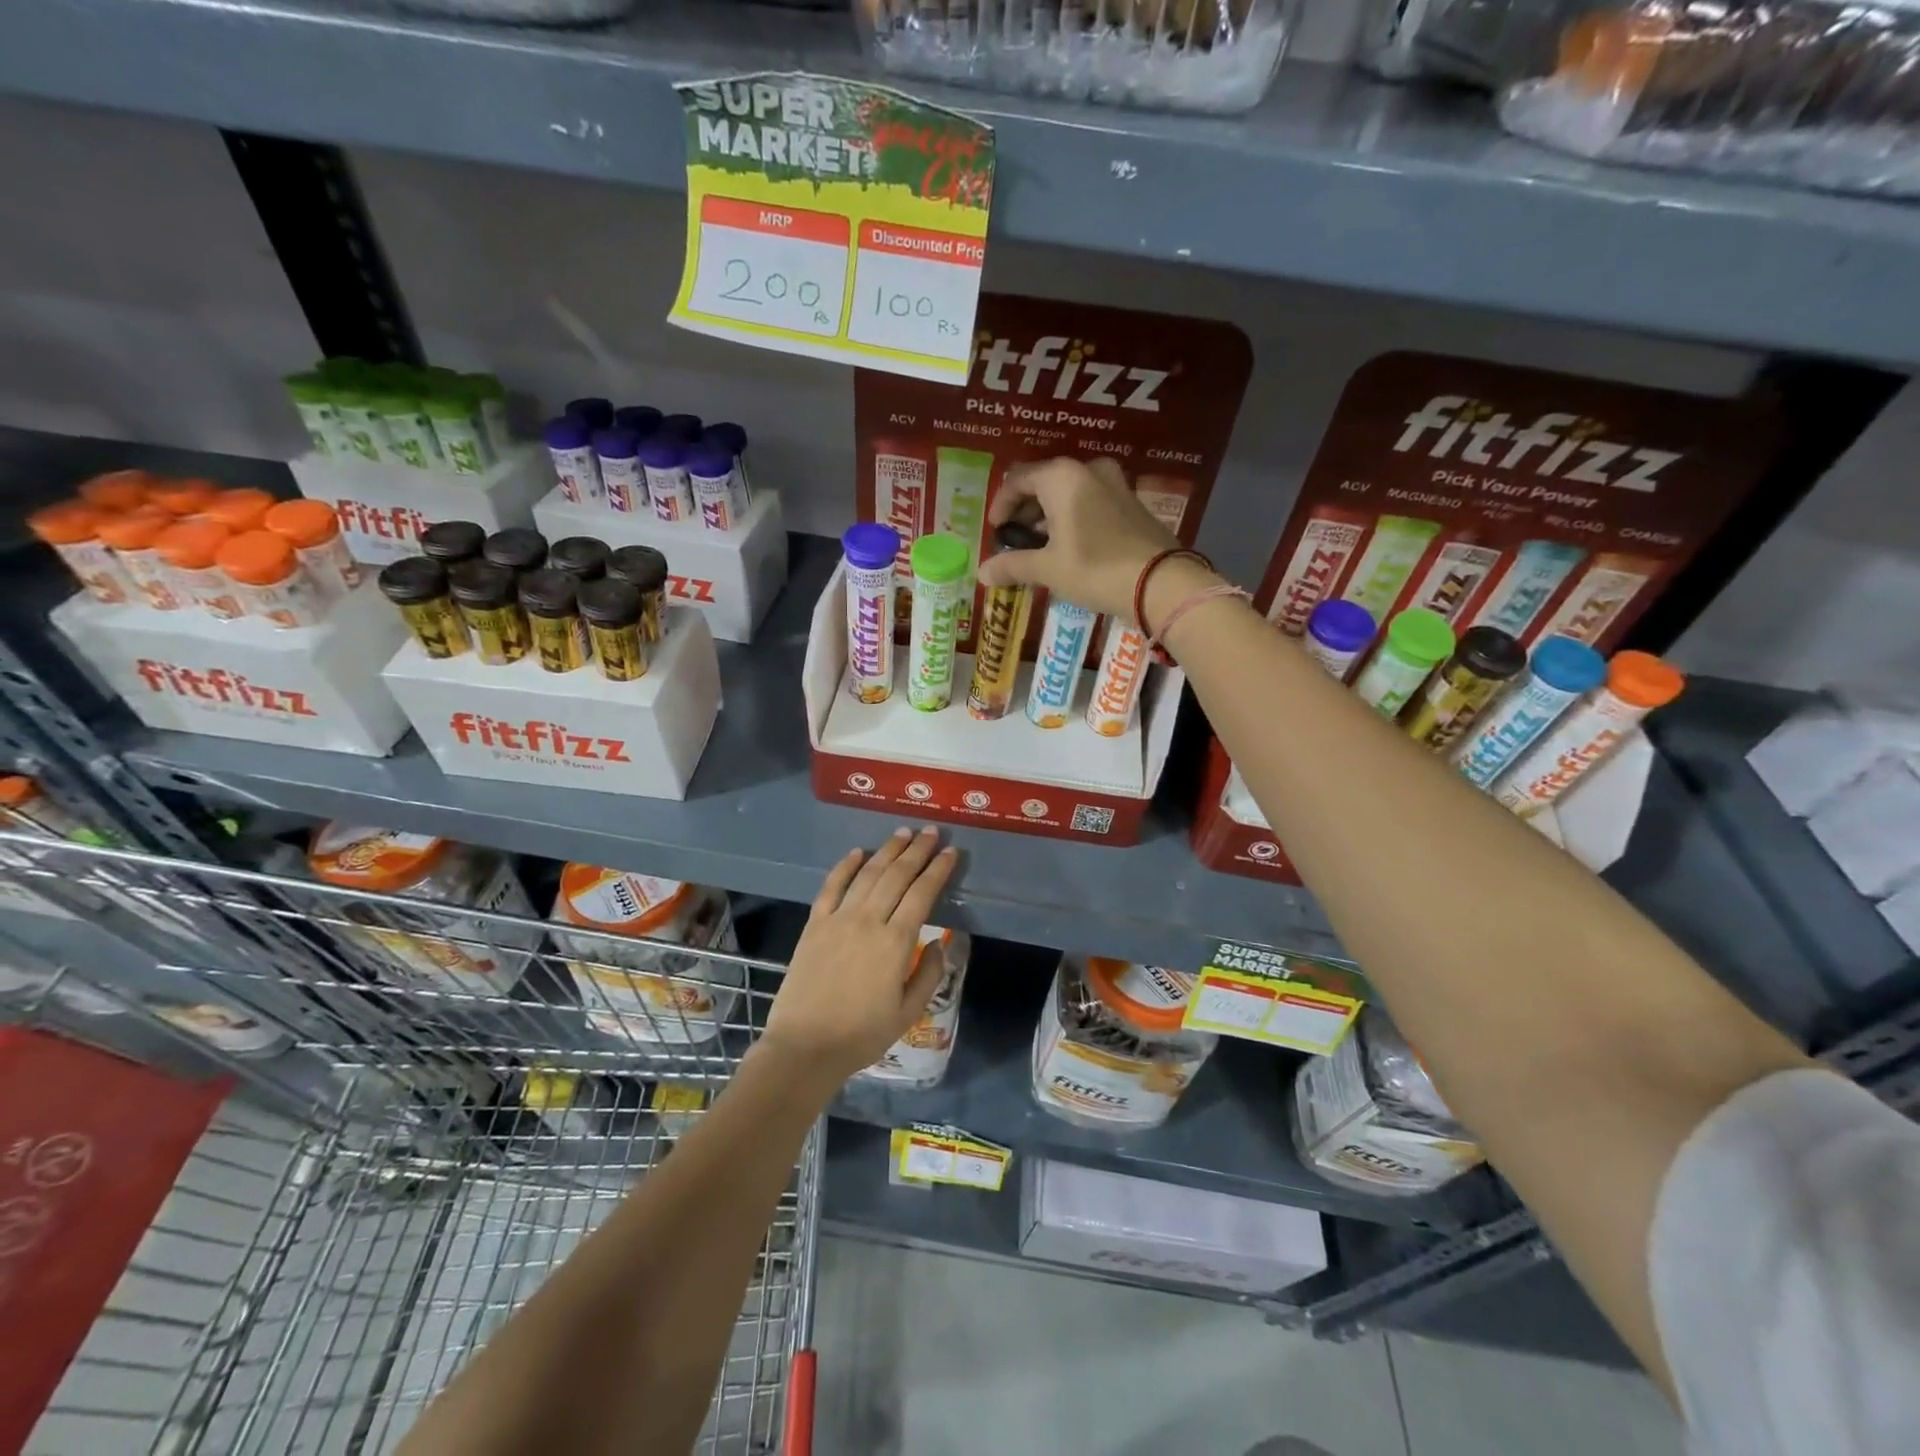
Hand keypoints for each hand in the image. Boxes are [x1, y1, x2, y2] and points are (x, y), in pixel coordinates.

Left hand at [761, 827, 957, 1085]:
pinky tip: (857, 852)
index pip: (922, 893)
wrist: (805, 1047)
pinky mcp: (815, 924)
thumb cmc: (862, 1035)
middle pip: (897, 875)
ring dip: (887, 850)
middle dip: (917, 850)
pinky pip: (831, 886)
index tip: (950, 852)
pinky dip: (845, 866)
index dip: (938, 870)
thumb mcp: (909, 1012)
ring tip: (902, 833)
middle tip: (930, 831)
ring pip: (867, 874)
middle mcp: (868, 920)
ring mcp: (838, 919)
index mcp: (896, 942)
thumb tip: (939, 943)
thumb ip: (929, 974)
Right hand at [975, 458, 1181, 618]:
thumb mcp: (1048, 569)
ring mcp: (1114, 483)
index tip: (995, 531)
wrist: (1159, 582)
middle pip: (1044, 482)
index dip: (1001, 505)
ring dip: (1049, 514)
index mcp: (1061, 476)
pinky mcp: (1131, 502)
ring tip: (1040, 545)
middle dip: (1025, 509)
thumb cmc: (1094, 568)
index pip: (1017, 480)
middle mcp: (1087, 470)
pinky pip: (1091, 501)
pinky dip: (1073, 517)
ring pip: (1069, 491)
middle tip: (1015, 539)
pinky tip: (1070, 545)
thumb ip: (1012, 565)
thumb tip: (982, 573)